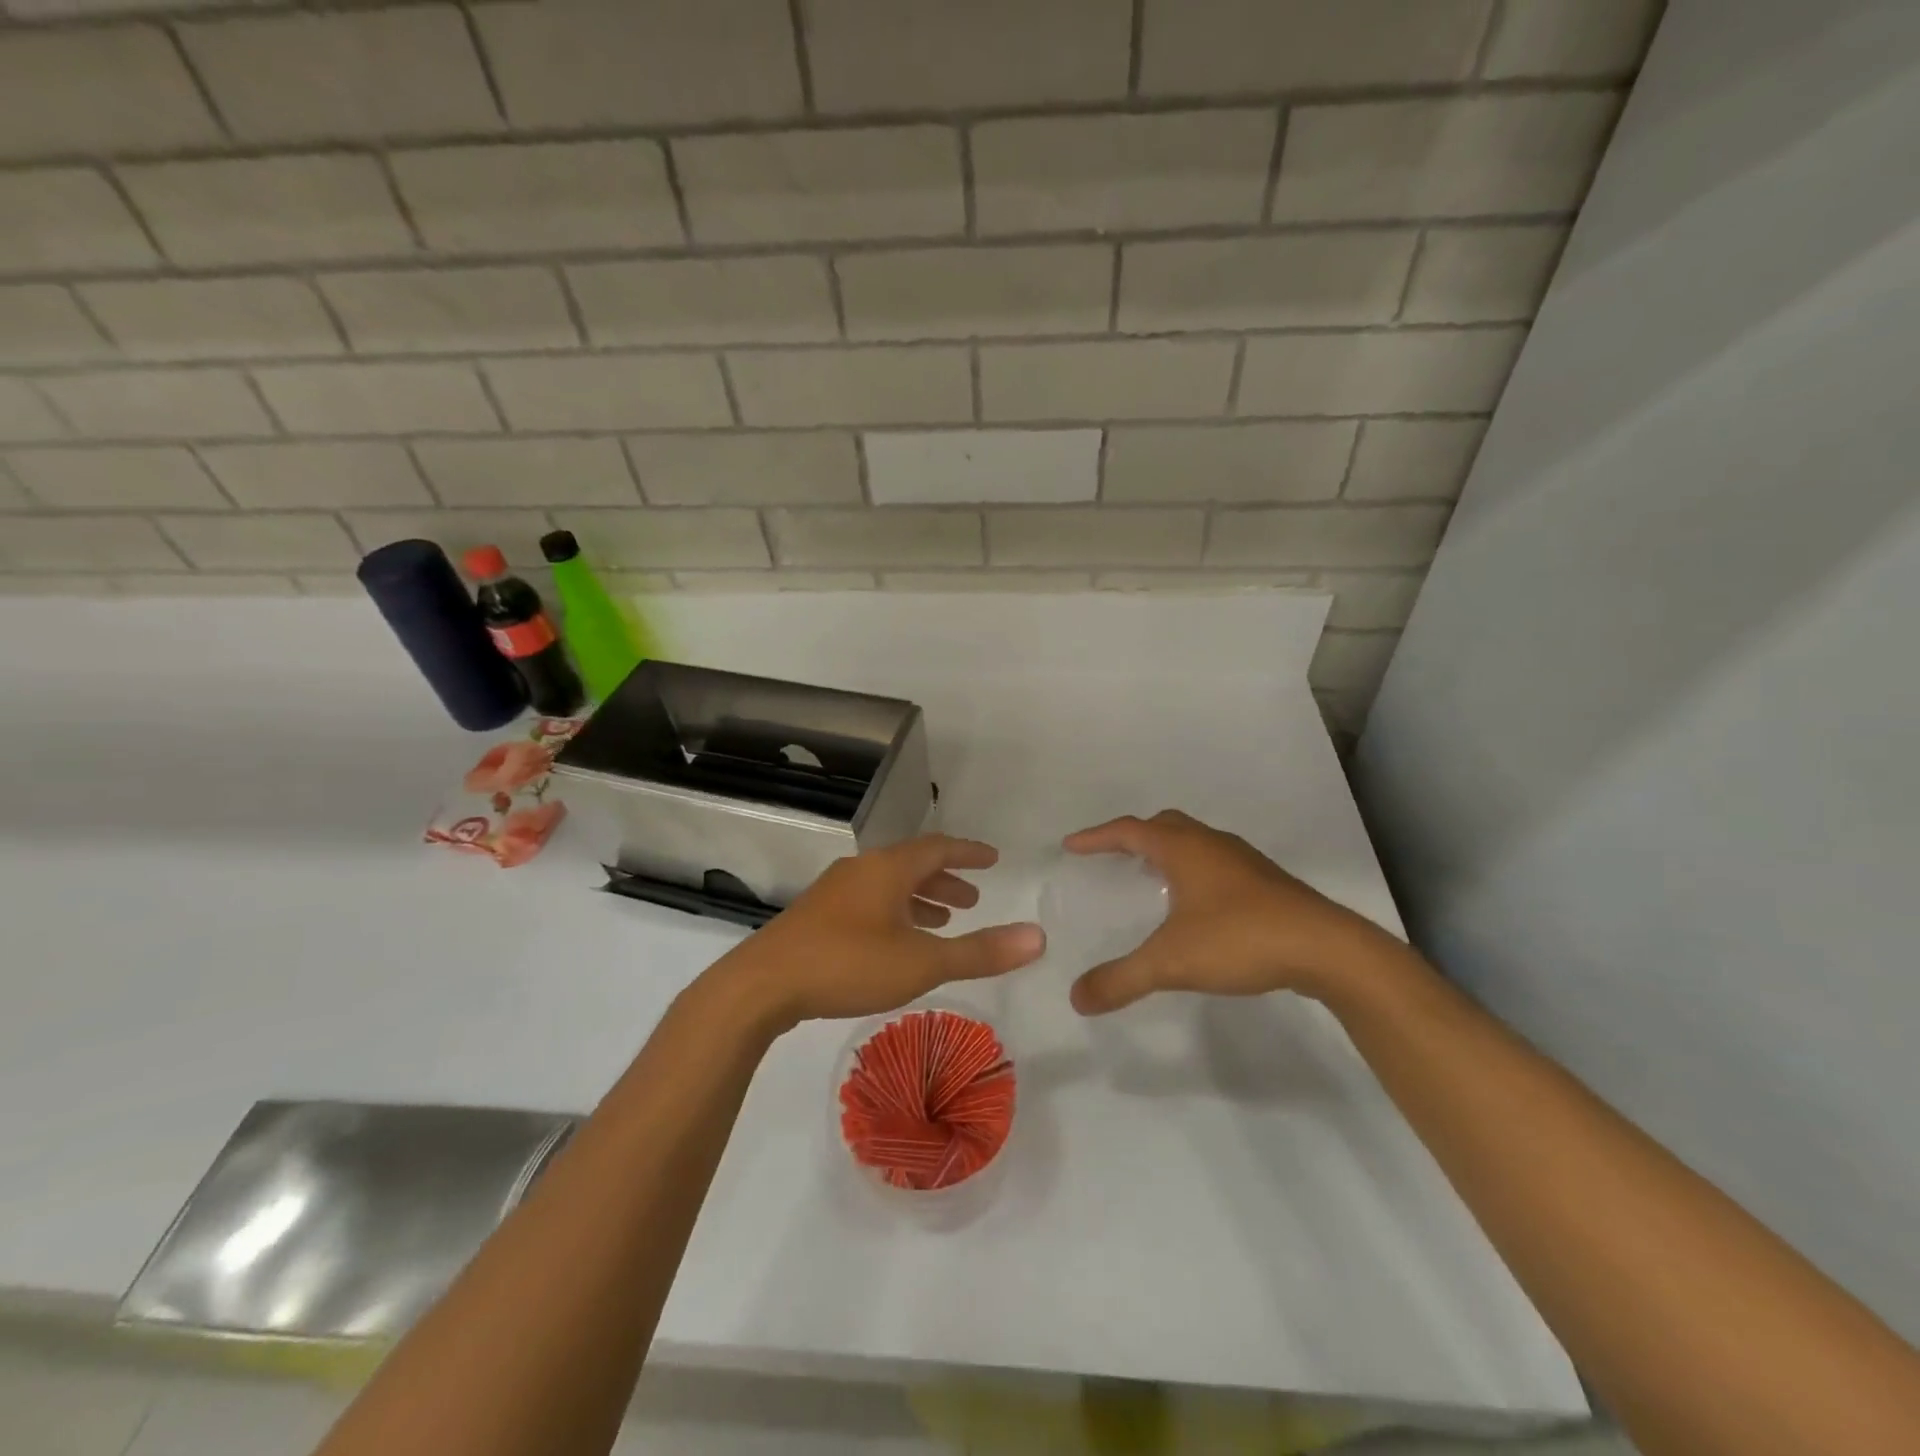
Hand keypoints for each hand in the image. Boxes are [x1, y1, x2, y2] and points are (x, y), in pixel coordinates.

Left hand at [716, 834, 1045, 1029]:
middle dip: (946, 880)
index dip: (968, 853)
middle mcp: (862, 871)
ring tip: (943, 923)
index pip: (938, 847)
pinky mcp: (817, 917)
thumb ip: (980, 951)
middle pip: (912, 864)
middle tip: (973, 901)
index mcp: (888, 869)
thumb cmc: (848, 964)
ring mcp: (835, 893)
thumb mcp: (923, 961)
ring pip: (888, 886)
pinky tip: (895, 944)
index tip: (993, 858)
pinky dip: (895, 914)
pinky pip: (869, 903)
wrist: (762, 985)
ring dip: (920, 899)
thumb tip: (1038, 937)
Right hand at [1062, 810, 1398, 1013]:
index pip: (1128, 831)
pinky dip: (1194, 870)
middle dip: (1133, 836)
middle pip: (1163, 825)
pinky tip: (1197, 905)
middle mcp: (1211, 845)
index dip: (1096, 837)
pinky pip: (1216, 863)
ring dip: (1167, 851)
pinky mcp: (1267, 883)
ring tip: (1150, 878)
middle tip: (1112, 856)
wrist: (1327, 949)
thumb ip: (1121, 980)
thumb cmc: (1240, 939)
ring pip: (1195, 842)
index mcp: (1183, 849)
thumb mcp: (1171, 962)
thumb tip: (1076, 998)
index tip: (1071, 846)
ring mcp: (1243, 861)